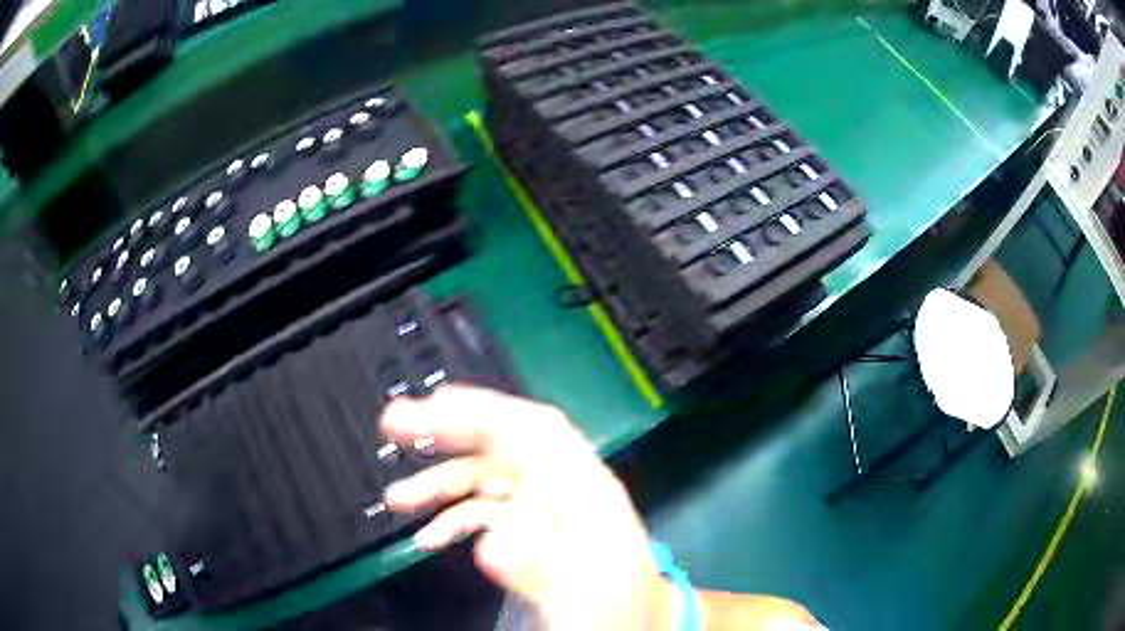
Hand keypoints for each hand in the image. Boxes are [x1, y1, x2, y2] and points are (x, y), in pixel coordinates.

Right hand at [381, 385, 669, 630]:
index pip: (534, 431)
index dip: (483, 411)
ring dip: (440, 482)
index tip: (434, 404)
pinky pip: (487, 512)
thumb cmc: (618, 607)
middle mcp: (561, 488)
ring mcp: (543, 508)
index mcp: (585, 491)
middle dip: (450, 429)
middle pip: (504, 443)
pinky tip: (429, 538)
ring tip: (397, 496)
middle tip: (396, 423)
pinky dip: (454, 519)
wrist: (635, 622)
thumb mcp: (585, 594)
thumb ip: (541, 568)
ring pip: (487, 478)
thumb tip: (491, 544)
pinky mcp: (530, 530)